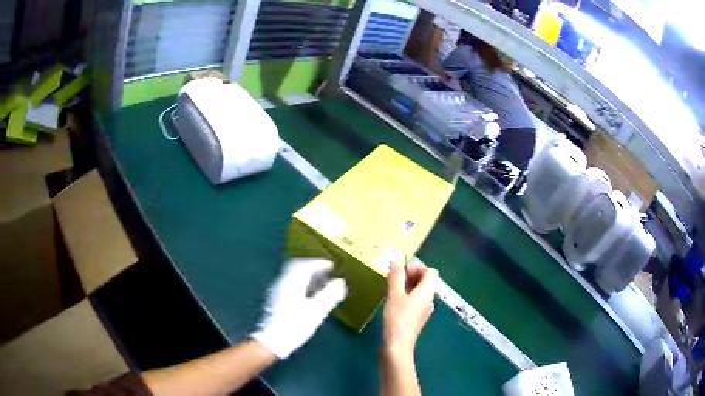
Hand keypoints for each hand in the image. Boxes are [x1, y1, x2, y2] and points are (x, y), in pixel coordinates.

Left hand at [251, 259, 346, 358]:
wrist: (273, 341)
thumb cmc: (296, 325)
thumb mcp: (317, 311)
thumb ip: (330, 295)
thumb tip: (340, 282)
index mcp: (292, 282)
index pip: (305, 265)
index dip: (319, 263)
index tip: (331, 265)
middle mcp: (282, 282)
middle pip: (296, 267)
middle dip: (312, 267)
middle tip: (325, 271)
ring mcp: (277, 290)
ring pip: (292, 276)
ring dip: (306, 275)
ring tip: (320, 282)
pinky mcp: (275, 299)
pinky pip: (290, 283)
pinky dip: (301, 283)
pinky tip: (309, 294)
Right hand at [383, 261, 437, 358]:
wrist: (398, 346)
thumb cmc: (397, 318)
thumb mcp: (394, 295)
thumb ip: (396, 276)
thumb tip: (397, 260)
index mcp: (428, 291)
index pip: (430, 271)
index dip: (416, 267)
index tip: (400, 273)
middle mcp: (430, 299)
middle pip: (426, 280)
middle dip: (411, 276)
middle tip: (393, 280)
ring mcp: (424, 310)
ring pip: (420, 291)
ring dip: (407, 286)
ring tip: (391, 290)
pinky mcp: (417, 318)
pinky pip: (415, 301)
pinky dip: (406, 297)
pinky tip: (393, 303)